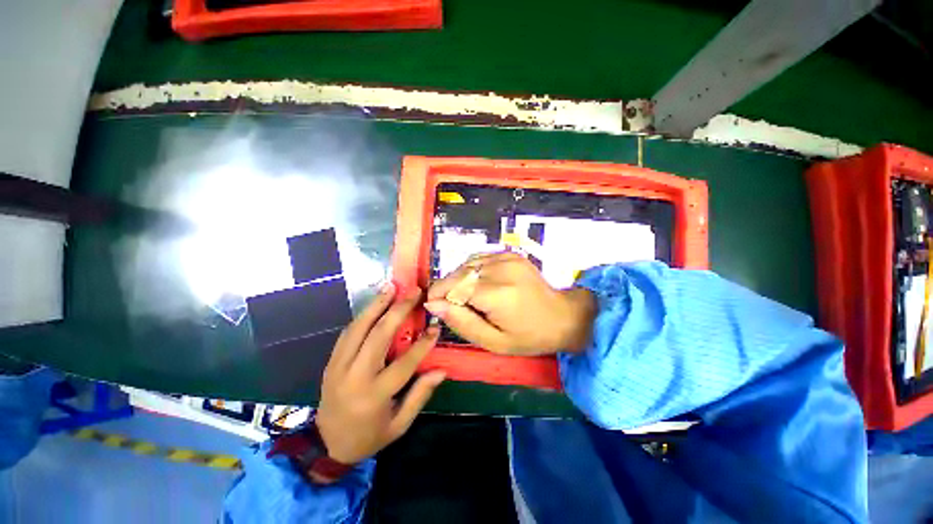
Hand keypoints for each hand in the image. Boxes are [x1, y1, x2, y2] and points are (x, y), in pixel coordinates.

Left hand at [315, 283, 445, 466]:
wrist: (325, 444)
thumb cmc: (369, 436)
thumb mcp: (399, 425)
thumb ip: (420, 395)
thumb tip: (441, 370)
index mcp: (374, 395)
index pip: (404, 363)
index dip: (423, 344)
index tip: (436, 326)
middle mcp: (354, 376)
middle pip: (378, 336)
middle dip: (398, 310)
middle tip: (414, 292)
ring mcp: (338, 366)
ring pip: (359, 328)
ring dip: (376, 305)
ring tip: (391, 287)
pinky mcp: (330, 362)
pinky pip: (347, 333)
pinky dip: (362, 316)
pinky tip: (374, 305)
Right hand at [424, 252, 596, 355]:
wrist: (562, 316)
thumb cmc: (529, 336)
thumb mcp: (493, 341)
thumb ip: (462, 322)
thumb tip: (433, 305)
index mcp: (497, 294)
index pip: (455, 287)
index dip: (439, 296)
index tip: (434, 307)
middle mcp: (501, 269)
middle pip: (459, 273)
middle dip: (446, 288)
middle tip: (447, 304)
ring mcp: (507, 257)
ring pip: (467, 264)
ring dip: (457, 278)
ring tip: (461, 295)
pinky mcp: (510, 254)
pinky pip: (479, 258)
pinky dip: (470, 269)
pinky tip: (474, 282)